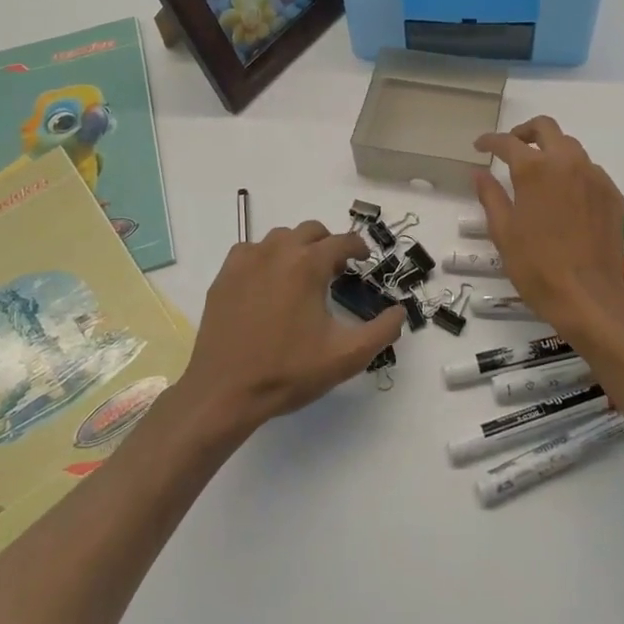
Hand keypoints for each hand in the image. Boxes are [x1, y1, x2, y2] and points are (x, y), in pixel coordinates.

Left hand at [180, 221, 403, 434]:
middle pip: (311, 231)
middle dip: (328, 244)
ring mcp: (246, 261)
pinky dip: (266, 258)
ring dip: (297, 248)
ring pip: (280, 237)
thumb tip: (399, 311)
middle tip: (335, 271)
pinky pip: (251, 251)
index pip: (342, 241)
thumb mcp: (346, 357)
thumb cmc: (288, 372)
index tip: (363, 260)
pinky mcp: (224, 276)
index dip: (358, 248)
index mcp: (308, 265)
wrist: (224, 392)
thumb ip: (382, 331)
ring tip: (302, 277)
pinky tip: (268, 284)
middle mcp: (277, 252)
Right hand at [473, 117, 623, 335]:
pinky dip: (573, 173)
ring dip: (551, 151)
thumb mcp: (503, 232)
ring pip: (571, 147)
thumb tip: (480, 173)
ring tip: (540, 173)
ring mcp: (594, 177)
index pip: (507, 142)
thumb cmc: (537, 267)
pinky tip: (566, 196)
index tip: (480, 146)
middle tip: (512, 148)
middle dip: (525, 132)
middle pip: (546, 128)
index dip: (490, 141)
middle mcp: (567, 163)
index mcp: (534, 170)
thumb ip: (491, 196)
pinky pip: (590, 171)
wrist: (588, 297)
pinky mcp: (612, 194)